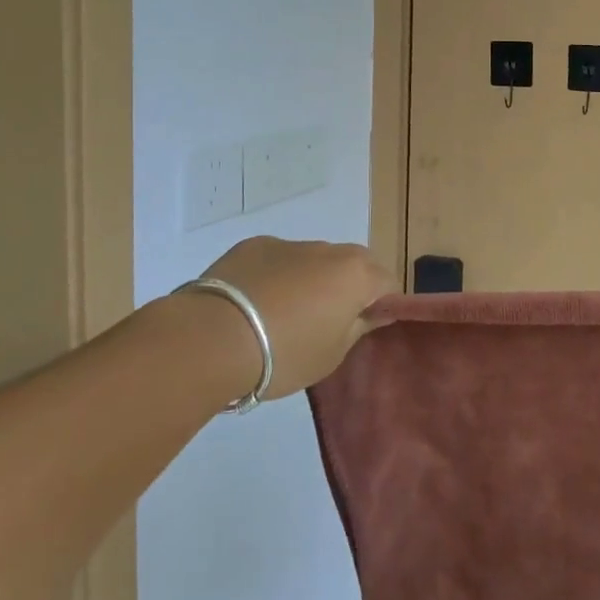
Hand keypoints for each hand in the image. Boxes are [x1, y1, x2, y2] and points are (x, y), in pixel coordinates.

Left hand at [203, 237, 392, 397]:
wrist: (211, 339)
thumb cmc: (284, 354)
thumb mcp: (332, 355)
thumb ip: (359, 327)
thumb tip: (374, 312)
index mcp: (356, 274)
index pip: (388, 283)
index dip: (382, 305)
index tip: (364, 328)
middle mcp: (329, 250)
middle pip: (353, 265)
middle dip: (348, 288)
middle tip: (328, 322)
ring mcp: (289, 244)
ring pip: (314, 260)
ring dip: (311, 280)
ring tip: (283, 316)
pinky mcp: (253, 246)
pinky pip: (278, 260)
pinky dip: (276, 276)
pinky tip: (254, 304)